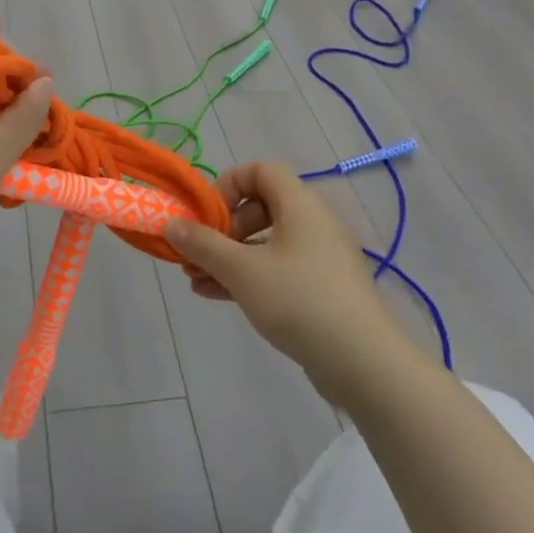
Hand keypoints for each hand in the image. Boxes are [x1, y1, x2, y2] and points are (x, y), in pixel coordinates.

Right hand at [164, 162, 397, 391]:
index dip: (227, 185)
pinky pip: (278, 270)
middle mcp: (312, 223)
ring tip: (195, 279)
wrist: (362, 362)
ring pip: (265, 243)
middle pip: (259, 207)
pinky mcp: (322, 289)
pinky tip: (215, 296)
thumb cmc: (298, 300)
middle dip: (222, 228)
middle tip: (198, 253)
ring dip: (228, 257)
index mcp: (299, 204)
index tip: (206, 217)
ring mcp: (319, 258)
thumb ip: (203, 244)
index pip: (259, 170)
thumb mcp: (241, 270)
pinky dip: (247, 277)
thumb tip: (171, 223)